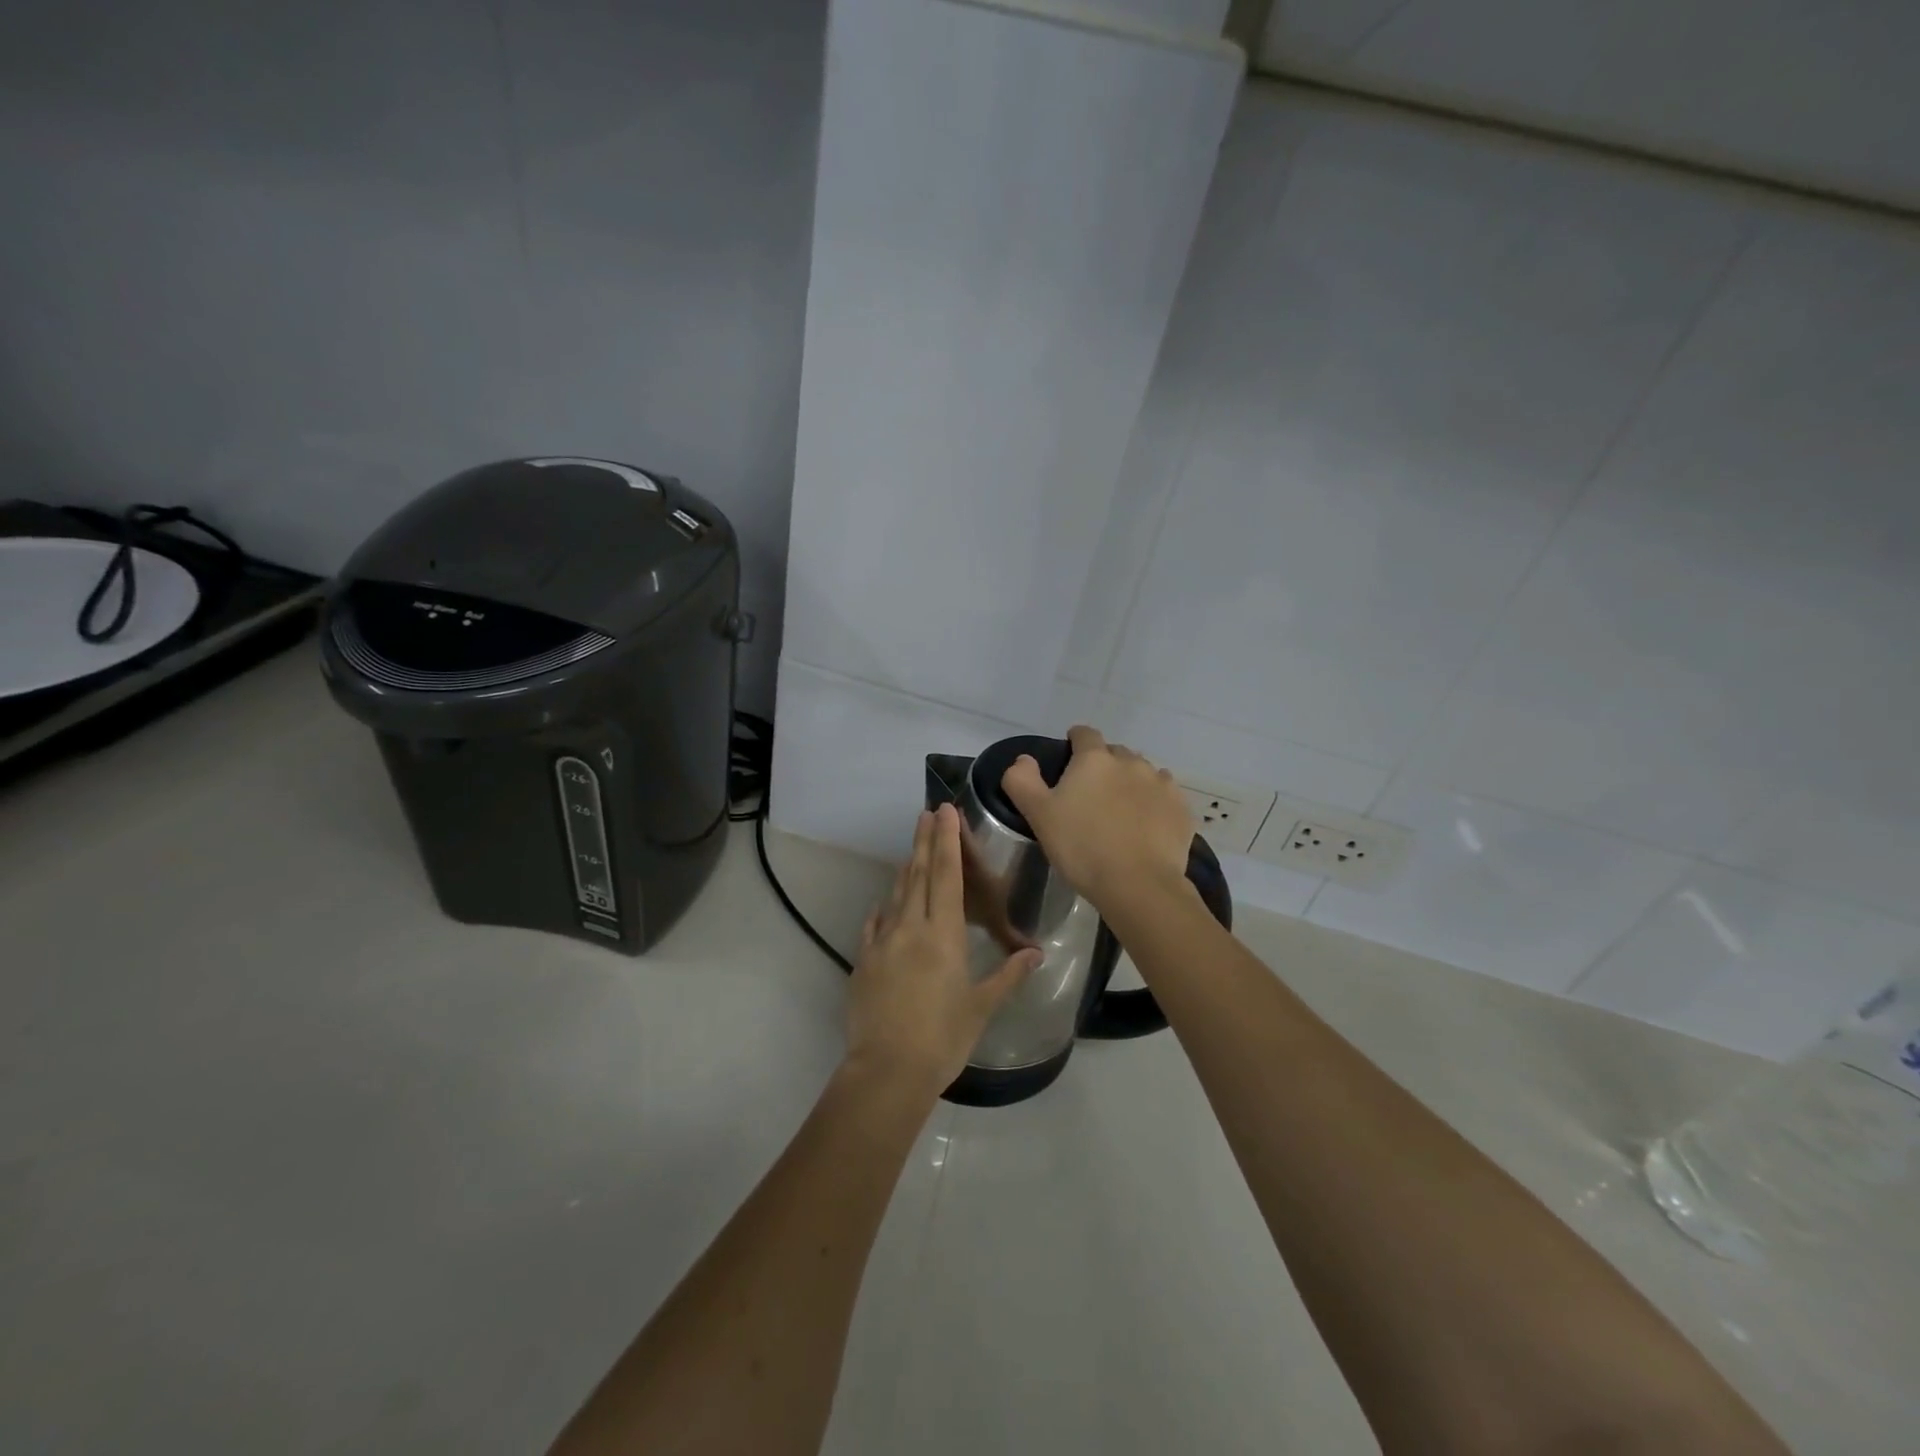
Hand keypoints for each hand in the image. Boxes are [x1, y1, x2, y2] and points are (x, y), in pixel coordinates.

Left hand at [846, 805, 1040, 1094]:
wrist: (887, 1071)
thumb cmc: (943, 1038)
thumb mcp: (981, 1007)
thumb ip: (1008, 974)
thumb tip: (1036, 951)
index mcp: (943, 935)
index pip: (947, 875)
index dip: (946, 841)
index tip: (945, 811)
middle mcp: (911, 928)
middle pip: (918, 875)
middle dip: (924, 841)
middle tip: (926, 812)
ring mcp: (882, 942)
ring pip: (896, 895)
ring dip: (905, 869)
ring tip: (911, 850)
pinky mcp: (863, 961)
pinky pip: (874, 925)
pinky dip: (883, 909)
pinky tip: (884, 904)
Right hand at [1000, 725, 1194, 909]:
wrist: (1137, 885)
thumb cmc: (1081, 847)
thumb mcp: (1038, 815)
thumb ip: (1022, 781)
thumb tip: (1024, 760)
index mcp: (1095, 759)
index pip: (1084, 734)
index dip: (1075, 742)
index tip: (1068, 759)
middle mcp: (1131, 762)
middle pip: (1115, 753)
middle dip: (1104, 766)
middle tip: (1091, 795)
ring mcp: (1161, 784)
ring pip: (1143, 773)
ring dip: (1131, 783)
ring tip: (1121, 812)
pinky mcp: (1182, 809)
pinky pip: (1166, 797)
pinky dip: (1155, 804)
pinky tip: (1147, 826)